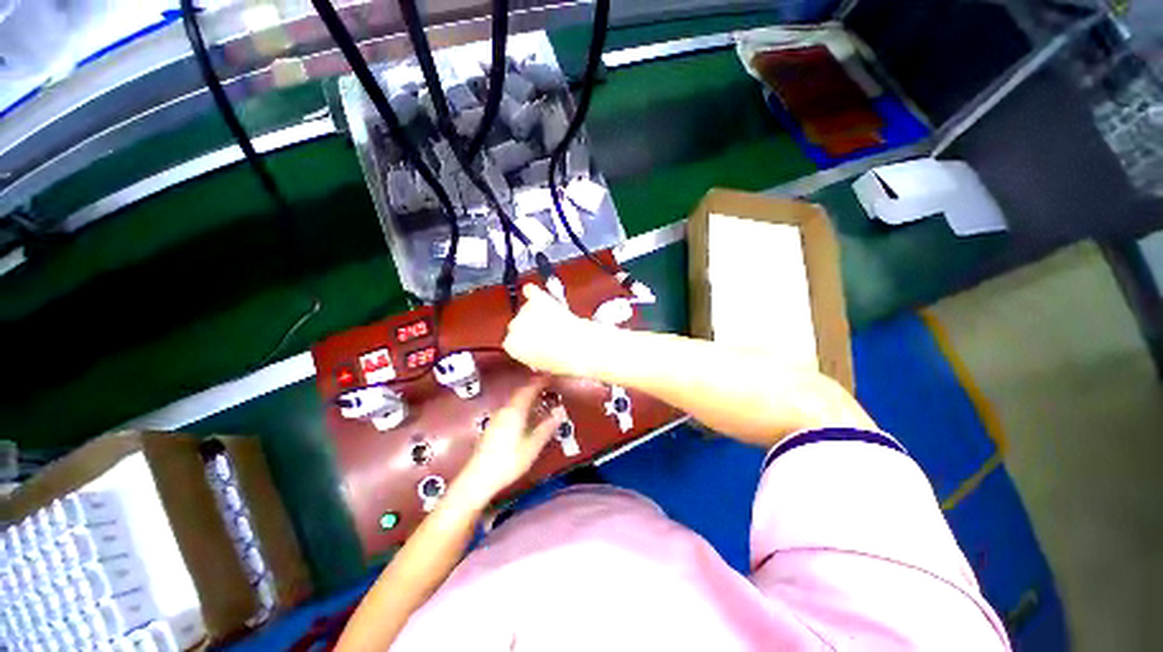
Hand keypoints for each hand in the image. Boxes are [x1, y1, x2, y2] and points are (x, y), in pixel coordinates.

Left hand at [457, 379, 563, 500]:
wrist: (479, 478)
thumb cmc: (509, 461)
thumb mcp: (533, 445)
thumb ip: (547, 427)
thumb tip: (560, 411)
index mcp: (515, 410)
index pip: (529, 389)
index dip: (540, 381)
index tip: (551, 376)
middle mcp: (505, 410)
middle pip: (521, 393)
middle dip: (534, 387)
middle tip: (548, 386)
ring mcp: (497, 418)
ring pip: (515, 400)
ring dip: (528, 397)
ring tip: (540, 398)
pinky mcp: (493, 426)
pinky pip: (511, 408)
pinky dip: (521, 405)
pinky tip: (526, 415)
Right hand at [503, 284, 597, 376]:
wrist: (578, 346)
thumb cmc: (563, 359)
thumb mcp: (542, 364)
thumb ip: (533, 355)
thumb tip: (535, 351)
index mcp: (512, 346)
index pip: (512, 341)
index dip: (525, 342)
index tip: (533, 343)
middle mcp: (514, 326)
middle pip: (517, 324)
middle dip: (530, 327)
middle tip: (546, 332)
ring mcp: (526, 310)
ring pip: (527, 309)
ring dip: (537, 313)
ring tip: (554, 322)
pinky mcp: (538, 298)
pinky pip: (531, 291)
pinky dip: (534, 292)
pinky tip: (536, 294)